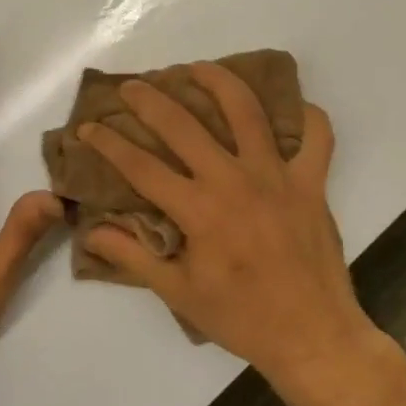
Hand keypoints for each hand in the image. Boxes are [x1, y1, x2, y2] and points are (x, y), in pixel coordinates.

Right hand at [77, 62, 381, 392]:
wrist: (313, 337)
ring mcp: (277, 176)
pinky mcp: (312, 182)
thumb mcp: (179, 293)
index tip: (88, 128)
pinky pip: (318, 137)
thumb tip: (91, 232)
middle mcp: (234, 181)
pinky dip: (309, 117)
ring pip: (247, 111)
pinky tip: (293, 107)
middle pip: (183, 125)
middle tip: (132, 86)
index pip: (141, 166)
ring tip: (199, 68)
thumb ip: (133, 257)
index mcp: (199, 211)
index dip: (109, 143)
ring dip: (219, 82)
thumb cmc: (241, 318)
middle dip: (151, 100)